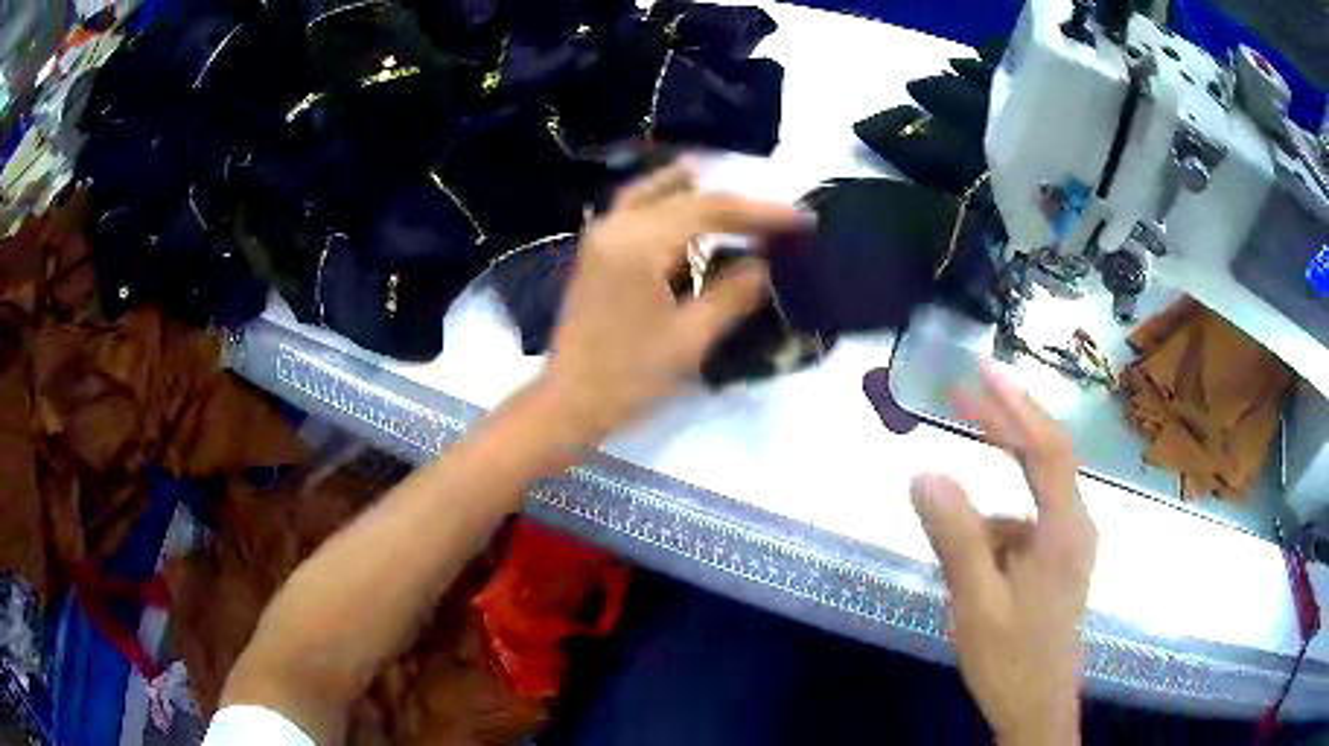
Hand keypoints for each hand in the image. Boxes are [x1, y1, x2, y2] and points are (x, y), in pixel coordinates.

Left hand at [540, 161, 808, 442]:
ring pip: (652, 194)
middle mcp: (616, 226)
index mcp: (639, 244)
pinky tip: (683, 206)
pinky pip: (634, 209)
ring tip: (733, 192)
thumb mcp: (689, 339)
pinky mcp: (596, 250)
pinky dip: (663, 201)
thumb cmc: (629, 376)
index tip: (801, 219)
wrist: (571, 401)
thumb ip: (731, 294)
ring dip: (692, 190)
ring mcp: (601, 236)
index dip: (760, 212)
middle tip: (776, 215)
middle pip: (684, 198)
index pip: (710, 211)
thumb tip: (765, 265)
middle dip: (734, 204)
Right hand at [910, 364, 1096, 745]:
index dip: (1016, 403)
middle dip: (1003, 424)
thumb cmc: (1012, 660)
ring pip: (1029, 499)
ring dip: (990, 501)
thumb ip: (957, 538)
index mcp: (1064, 530)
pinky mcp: (1059, 561)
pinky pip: (1024, 528)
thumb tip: (925, 473)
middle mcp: (1075, 524)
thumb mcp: (976, 604)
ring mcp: (1069, 543)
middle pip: (1044, 458)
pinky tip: (972, 572)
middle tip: (957, 397)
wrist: (1038, 708)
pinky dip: (994, 533)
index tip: (981, 369)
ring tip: (954, 543)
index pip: (1046, 447)